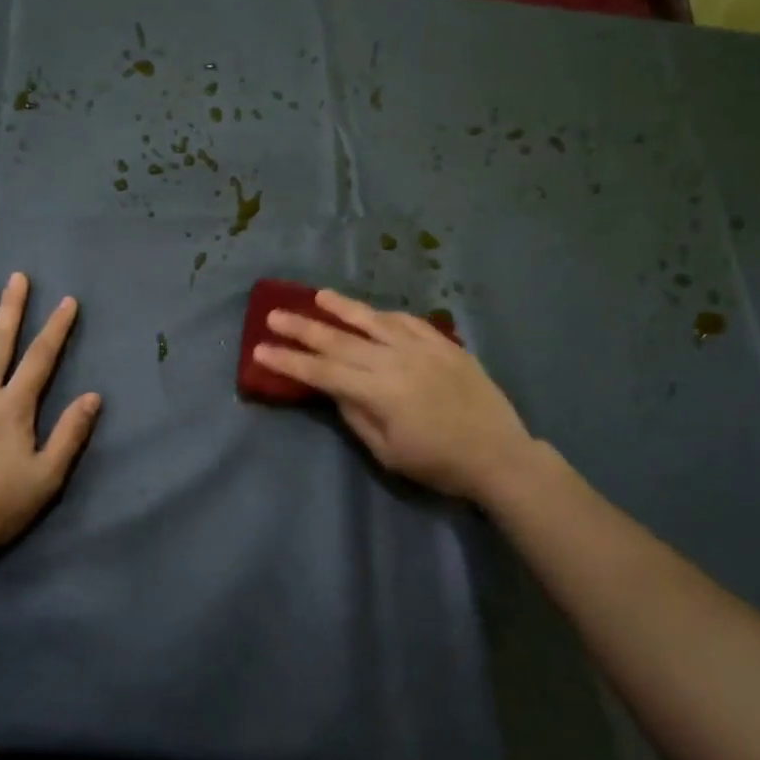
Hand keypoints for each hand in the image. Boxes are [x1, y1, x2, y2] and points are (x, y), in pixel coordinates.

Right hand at [253, 289, 537, 503]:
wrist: (499, 454)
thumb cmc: (439, 464)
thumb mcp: (388, 452)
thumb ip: (357, 416)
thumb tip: (337, 389)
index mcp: (379, 391)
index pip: (322, 370)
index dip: (289, 360)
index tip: (260, 348)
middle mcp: (396, 360)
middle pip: (340, 339)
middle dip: (303, 327)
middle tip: (274, 314)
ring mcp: (422, 348)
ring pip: (374, 320)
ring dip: (342, 308)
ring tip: (317, 296)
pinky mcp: (445, 345)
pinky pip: (409, 321)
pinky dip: (385, 315)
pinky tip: (373, 313)